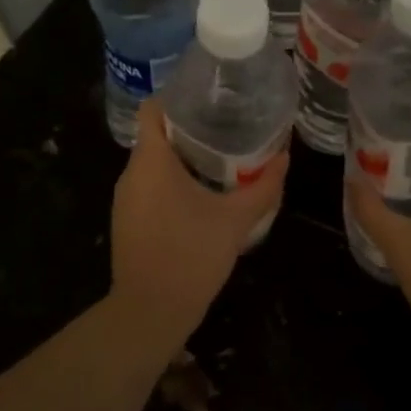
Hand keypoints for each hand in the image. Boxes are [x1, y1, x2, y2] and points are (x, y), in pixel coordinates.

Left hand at [110, 100, 288, 339]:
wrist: (150, 313)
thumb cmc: (190, 256)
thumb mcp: (235, 220)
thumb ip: (263, 187)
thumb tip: (285, 157)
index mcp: (150, 161)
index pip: (153, 108)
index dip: (178, 97)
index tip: (210, 98)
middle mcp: (131, 173)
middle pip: (156, 133)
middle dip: (190, 127)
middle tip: (227, 125)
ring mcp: (125, 199)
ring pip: (153, 162)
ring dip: (183, 157)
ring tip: (220, 155)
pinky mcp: (128, 220)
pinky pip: (150, 186)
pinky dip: (172, 181)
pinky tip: (202, 192)